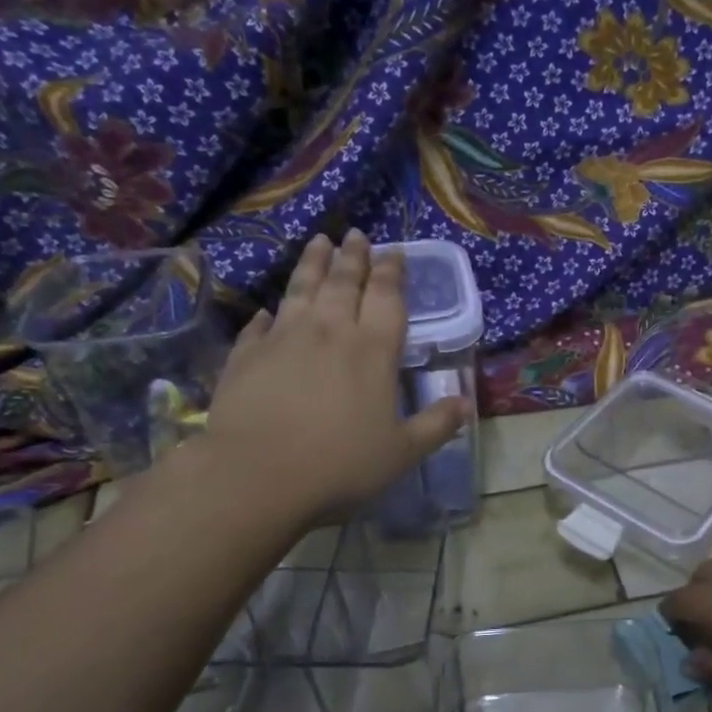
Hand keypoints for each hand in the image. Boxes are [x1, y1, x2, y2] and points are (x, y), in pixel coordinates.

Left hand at [198, 230, 466, 525]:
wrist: (257, 476)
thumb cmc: (341, 465)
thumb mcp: (402, 452)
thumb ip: (435, 425)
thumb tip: (464, 403)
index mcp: (373, 351)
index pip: (387, 299)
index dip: (392, 273)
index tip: (394, 252)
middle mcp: (330, 332)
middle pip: (344, 283)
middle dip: (354, 257)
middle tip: (356, 235)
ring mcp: (284, 339)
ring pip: (302, 290)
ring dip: (313, 264)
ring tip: (319, 242)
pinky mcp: (247, 356)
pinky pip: (260, 325)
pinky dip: (268, 314)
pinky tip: (268, 310)